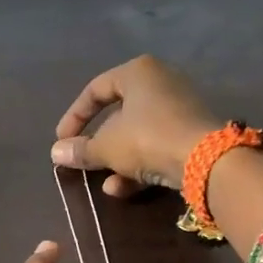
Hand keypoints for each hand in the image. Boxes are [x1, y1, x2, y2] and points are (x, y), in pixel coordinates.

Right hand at [50, 55, 220, 196]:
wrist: (206, 160)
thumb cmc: (147, 139)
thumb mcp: (107, 147)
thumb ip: (81, 150)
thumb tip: (56, 153)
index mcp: (138, 72)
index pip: (95, 90)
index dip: (74, 116)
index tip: (61, 140)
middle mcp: (161, 83)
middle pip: (119, 113)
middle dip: (99, 144)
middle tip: (83, 161)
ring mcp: (180, 109)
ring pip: (138, 134)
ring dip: (118, 160)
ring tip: (104, 184)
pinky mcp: (192, 134)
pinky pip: (157, 146)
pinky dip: (139, 165)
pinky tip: (123, 189)